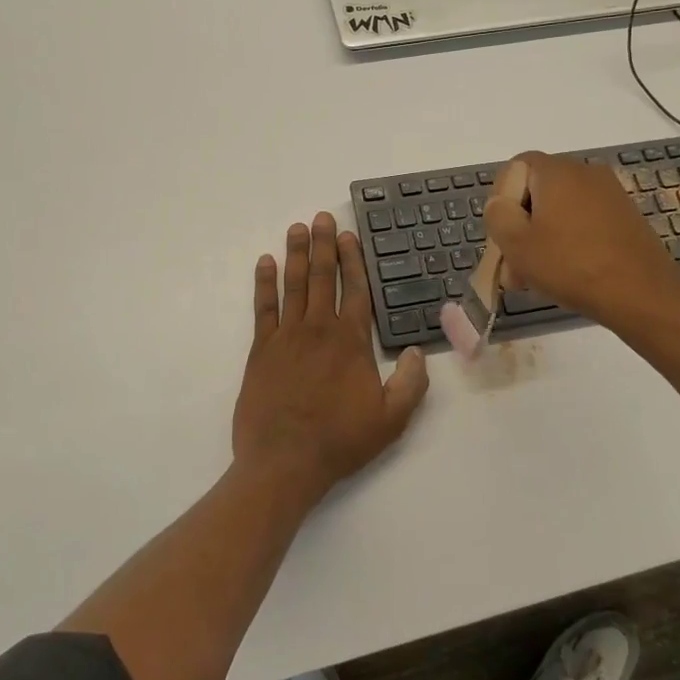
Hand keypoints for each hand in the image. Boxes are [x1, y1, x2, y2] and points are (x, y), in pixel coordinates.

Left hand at [233, 212, 428, 504]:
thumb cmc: (339, 440)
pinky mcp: (260, 350)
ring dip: (296, 254)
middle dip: (323, 245)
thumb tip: (418, 351)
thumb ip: (411, 383)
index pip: (354, 289)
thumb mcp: (391, 419)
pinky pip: (263, 308)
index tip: (348, 235)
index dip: (352, 260)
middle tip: (321, 217)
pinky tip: (265, 263)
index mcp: (350, 341)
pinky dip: (264, 283)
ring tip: (297, 228)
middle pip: (322, 277)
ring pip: (293, 285)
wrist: (283, 463)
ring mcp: (286, 337)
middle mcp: (318, 329)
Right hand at [485, 151, 679, 331]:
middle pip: (537, 191)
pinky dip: (569, 240)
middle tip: (513, 266)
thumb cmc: (571, 265)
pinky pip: (584, 221)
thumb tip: (500, 203)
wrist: (643, 294)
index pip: (516, 167)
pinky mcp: (625, 216)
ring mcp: (609, 193)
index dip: (502, 199)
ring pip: (560, 210)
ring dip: (542, 238)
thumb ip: (498, 215)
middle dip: (520, 226)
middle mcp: (584, 172)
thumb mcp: (517, 244)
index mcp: (556, 171)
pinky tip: (566, 273)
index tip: (502, 235)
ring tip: (535, 278)